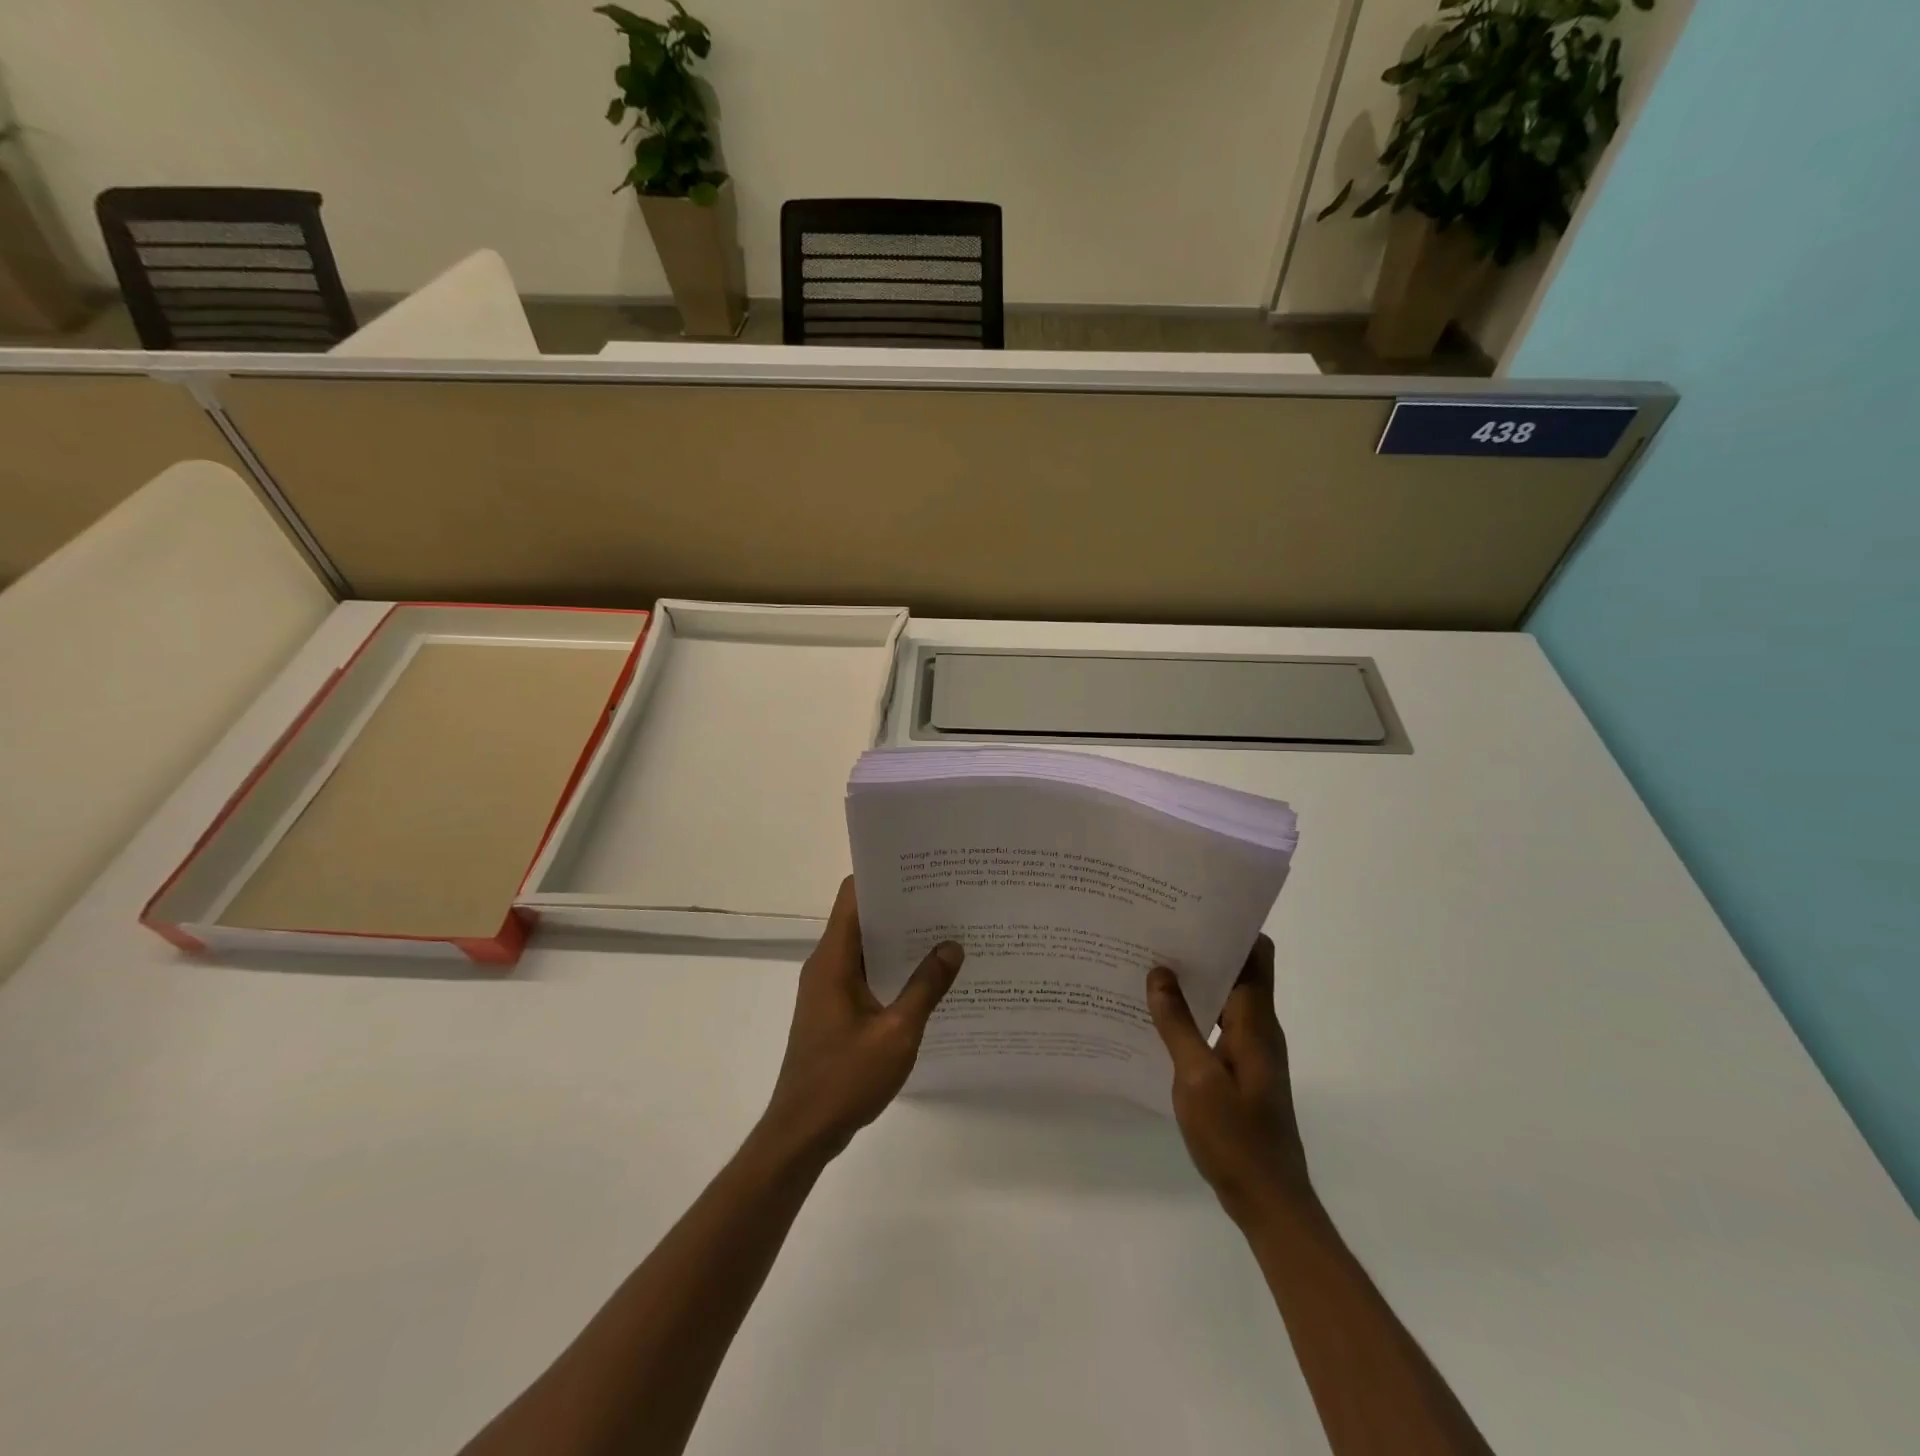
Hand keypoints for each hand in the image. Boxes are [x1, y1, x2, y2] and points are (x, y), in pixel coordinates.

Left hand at [759, 877, 963, 1164]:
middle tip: (947, 898)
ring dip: (899, 940)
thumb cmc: (845, 1079)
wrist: (803, 1133)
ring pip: (866, 947)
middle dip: (902, 906)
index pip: (853, 895)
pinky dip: (892, 968)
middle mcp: (826, 964)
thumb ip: (925, 987)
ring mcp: (829, 988)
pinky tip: (927, 977)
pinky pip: (865, 974)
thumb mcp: (897, 1033)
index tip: (922, 869)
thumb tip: (952, 945)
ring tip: (946, 931)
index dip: (884, 876)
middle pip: (862, 918)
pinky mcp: (835, 1010)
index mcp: (833, 959)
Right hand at [1147, 936, 1313, 1225]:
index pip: (1257, 955)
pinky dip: (1194, 1012)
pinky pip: (1218, 1025)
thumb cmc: (1236, 1137)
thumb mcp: (1197, 1079)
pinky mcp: (1241, 1071)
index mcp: (1256, 1022)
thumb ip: (1177, 1024)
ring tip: (1151, 965)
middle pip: (1240, 971)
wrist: (1269, 1201)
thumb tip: (1159, 972)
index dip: (1233, 927)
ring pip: (1227, 998)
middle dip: (1205, 948)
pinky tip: (1160, 1016)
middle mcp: (1259, 1028)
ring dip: (1197, 981)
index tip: (1194, 909)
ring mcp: (1251, 1051)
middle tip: (1159, 932)